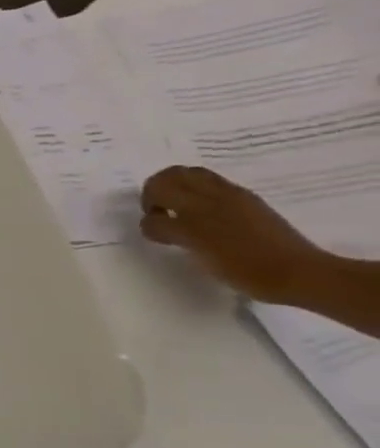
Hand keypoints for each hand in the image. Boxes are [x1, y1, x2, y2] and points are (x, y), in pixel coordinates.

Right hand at [140, 165, 328, 302]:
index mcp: (195, 213)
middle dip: (155, 191)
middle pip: (170, 176)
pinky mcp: (248, 200)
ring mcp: (233, 196)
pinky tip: (206, 213)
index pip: (154, 203)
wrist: (298, 272)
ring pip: (192, 175)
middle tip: (160, 213)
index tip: (158, 233)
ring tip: (181, 209)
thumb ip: (172, 234)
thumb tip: (158, 224)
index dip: (149, 219)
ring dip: (177, 187)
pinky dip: (199, 191)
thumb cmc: (243, 270)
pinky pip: (213, 183)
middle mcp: (212, 198)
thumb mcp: (197, 255)